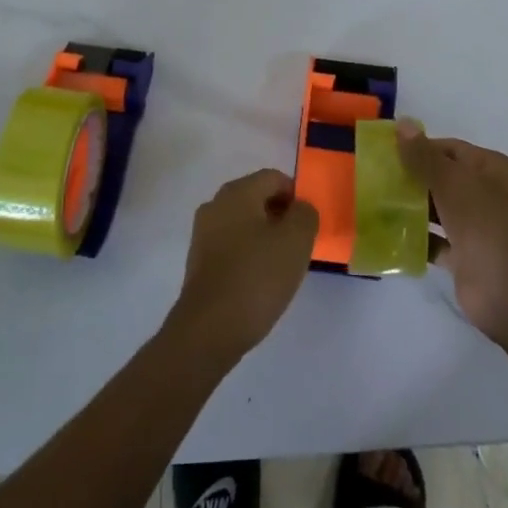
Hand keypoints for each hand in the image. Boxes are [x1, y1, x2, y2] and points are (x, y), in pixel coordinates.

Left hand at [168, 169, 318, 364]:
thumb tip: (300, 208)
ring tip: (281, 266)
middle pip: (257, 198)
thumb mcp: (296, 241)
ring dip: (265, 237)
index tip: (308, 225)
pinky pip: (231, 245)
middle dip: (281, 217)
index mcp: (237, 192)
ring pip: (244, 223)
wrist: (209, 329)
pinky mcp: (198, 260)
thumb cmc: (257, 277)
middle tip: (299, 245)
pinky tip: (259, 281)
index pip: (274, 178)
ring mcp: (203, 232)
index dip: (296, 196)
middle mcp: (216, 204)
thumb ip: (305, 215)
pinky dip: (248, 255)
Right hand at [397, 120, 507, 351]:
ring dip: (412, 206)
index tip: (386, 152)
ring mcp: (477, 227)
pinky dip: (416, 237)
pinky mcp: (465, 256)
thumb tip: (402, 123)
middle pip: (443, 177)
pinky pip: (435, 240)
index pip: (451, 149)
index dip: (420, 148)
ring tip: (375, 201)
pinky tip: (389, 233)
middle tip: (375, 177)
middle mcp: (487, 194)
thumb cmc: (485, 225)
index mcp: (492, 169)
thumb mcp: (452, 182)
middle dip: (412, 177)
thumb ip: (424, 155)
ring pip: (438, 208)